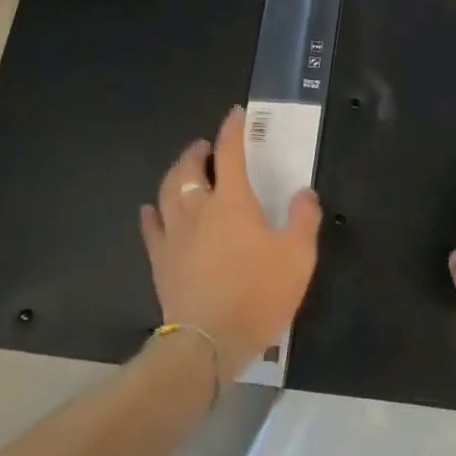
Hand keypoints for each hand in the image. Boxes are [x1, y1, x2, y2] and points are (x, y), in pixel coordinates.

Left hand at [139, 106, 322, 378]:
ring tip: (184, 170)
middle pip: (190, 168)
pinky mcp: (160, 260)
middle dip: (198, 151)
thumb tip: (304, 193)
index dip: (232, 130)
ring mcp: (174, 234)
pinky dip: (152, 212)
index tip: (235, 114)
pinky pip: (151, 227)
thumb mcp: (298, 256)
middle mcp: (197, 209)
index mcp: (232, 202)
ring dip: (176, 174)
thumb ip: (304, 218)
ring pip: (167, 191)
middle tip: (206, 146)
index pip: (229, 153)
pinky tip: (152, 210)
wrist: (208, 341)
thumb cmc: (257, 294)